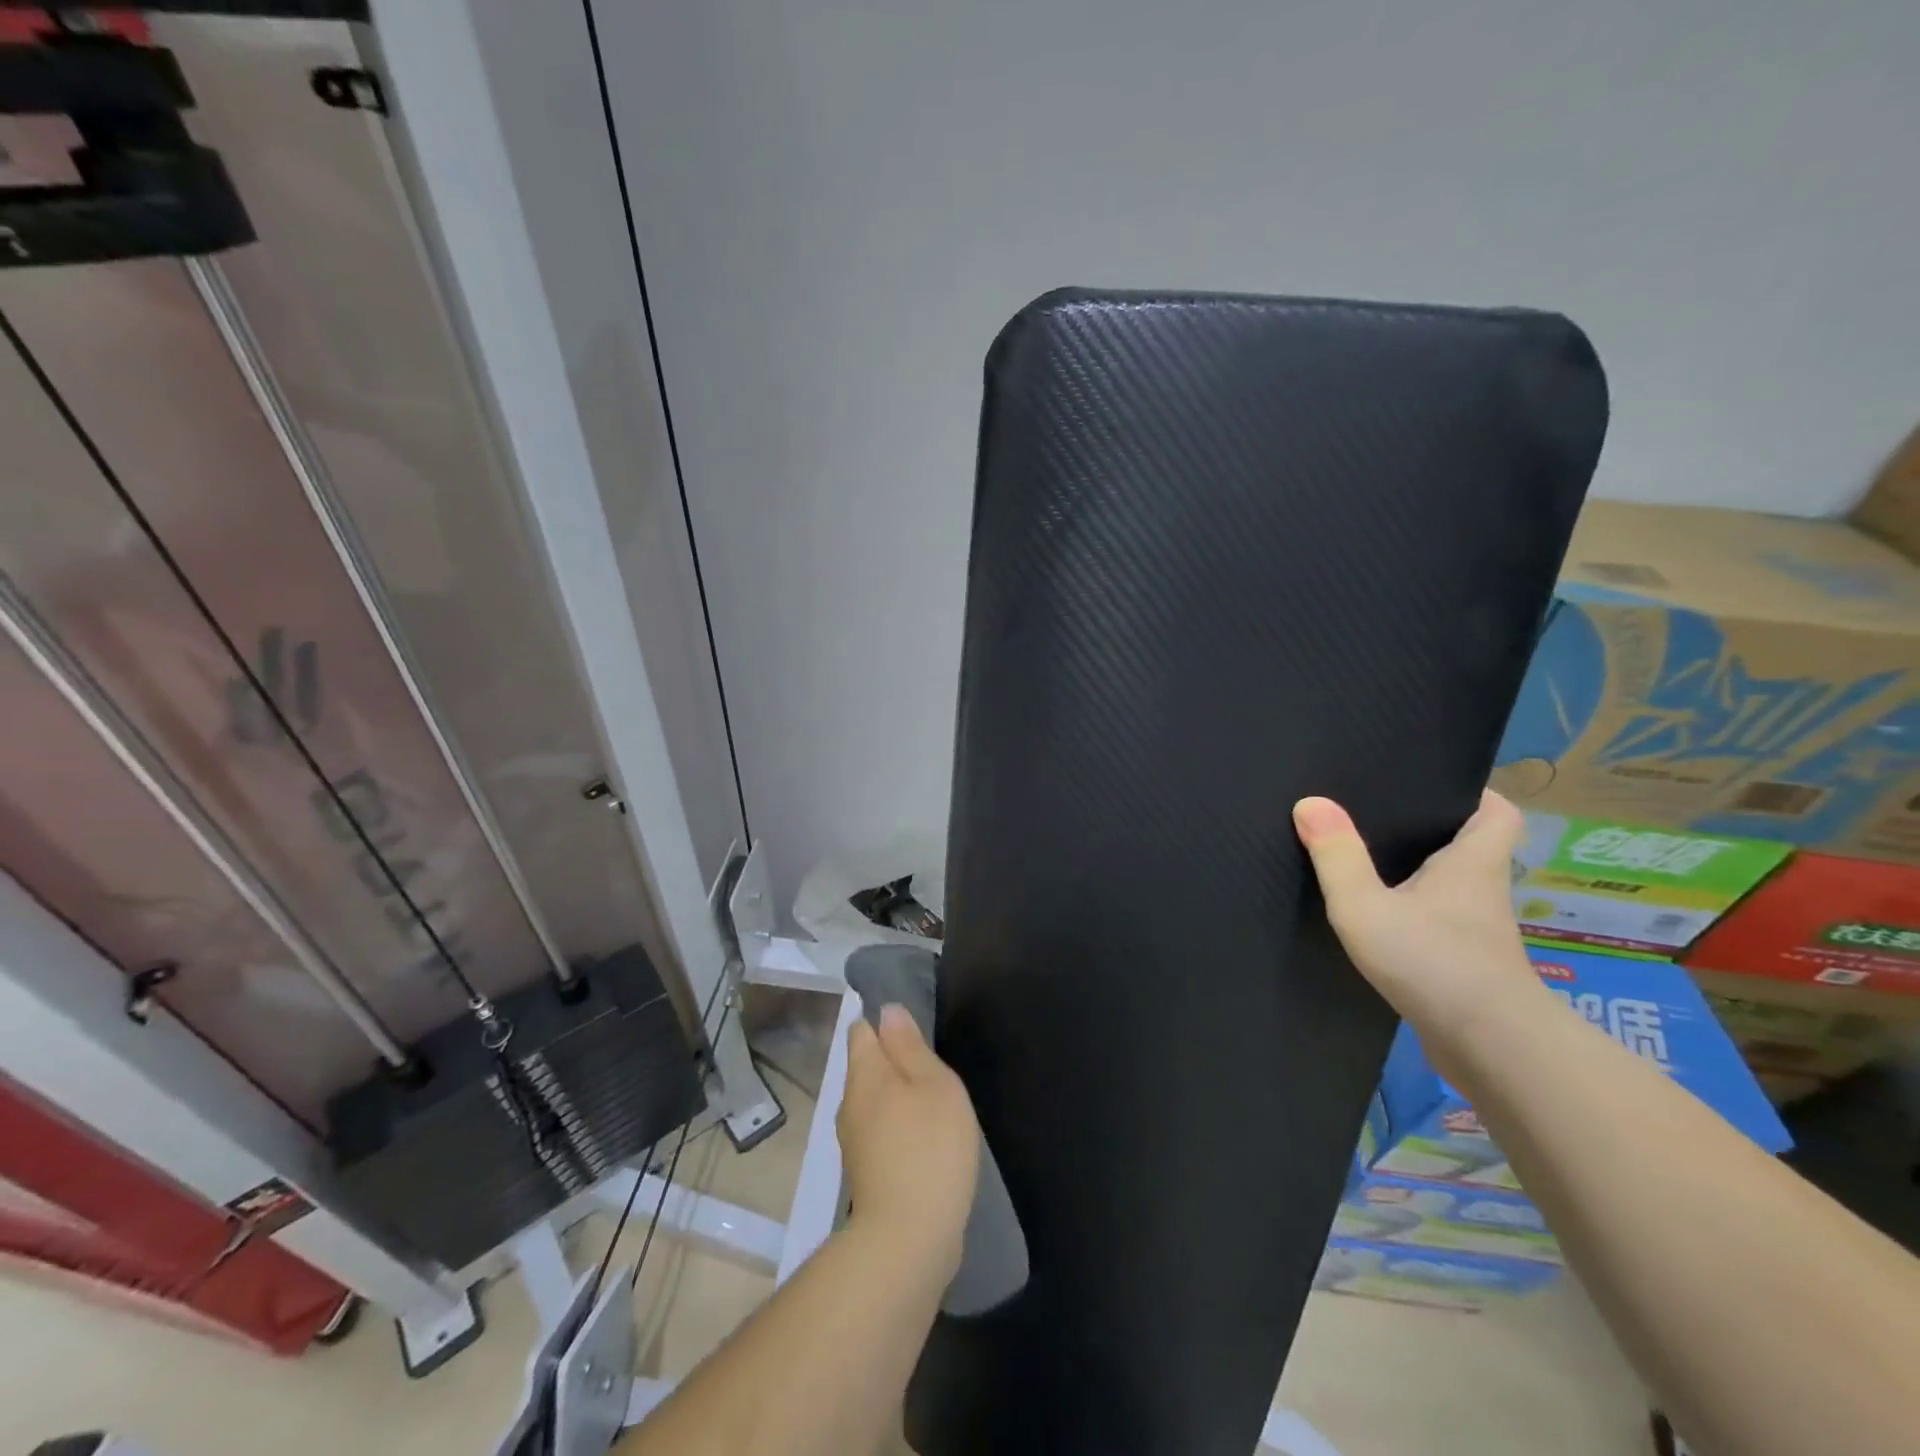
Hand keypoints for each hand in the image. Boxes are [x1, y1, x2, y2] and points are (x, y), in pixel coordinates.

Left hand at [837, 1004, 980, 1277]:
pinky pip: (879, 1134)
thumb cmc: (929, 1147)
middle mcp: (849, 1103)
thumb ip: (909, 1046)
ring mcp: (853, 1142)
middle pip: (866, 1067)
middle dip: (892, 1062)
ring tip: (930, 1105)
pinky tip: (922, 1143)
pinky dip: (897, 1129)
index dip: (883, 1024)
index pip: (862, 1031)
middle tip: (930, 1068)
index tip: (911, 1031)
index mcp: (865, 1073)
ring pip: (872, 1102)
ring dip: (896, 1098)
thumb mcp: (933, 1084)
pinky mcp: (865, 1174)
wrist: (908, 1238)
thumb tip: (887, 1011)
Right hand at [1293, 789, 1541, 1042]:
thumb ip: (1337, 856)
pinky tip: (1380, 921)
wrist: (1491, 1049)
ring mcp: (1478, 932)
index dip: (1474, 794)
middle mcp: (1483, 891)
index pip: (1498, 812)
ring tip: (1367, 861)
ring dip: (1422, 876)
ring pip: (1454, 888)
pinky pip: (1441, 923)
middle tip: (1380, 816)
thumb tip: (1310, 802)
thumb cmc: (1433, 962)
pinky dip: (1417, 915)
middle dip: (1434, 830)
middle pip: (1471, 846)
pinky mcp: (1468, 966)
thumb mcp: (1366, 905)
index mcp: (1472, 863)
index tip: (1433, 786)